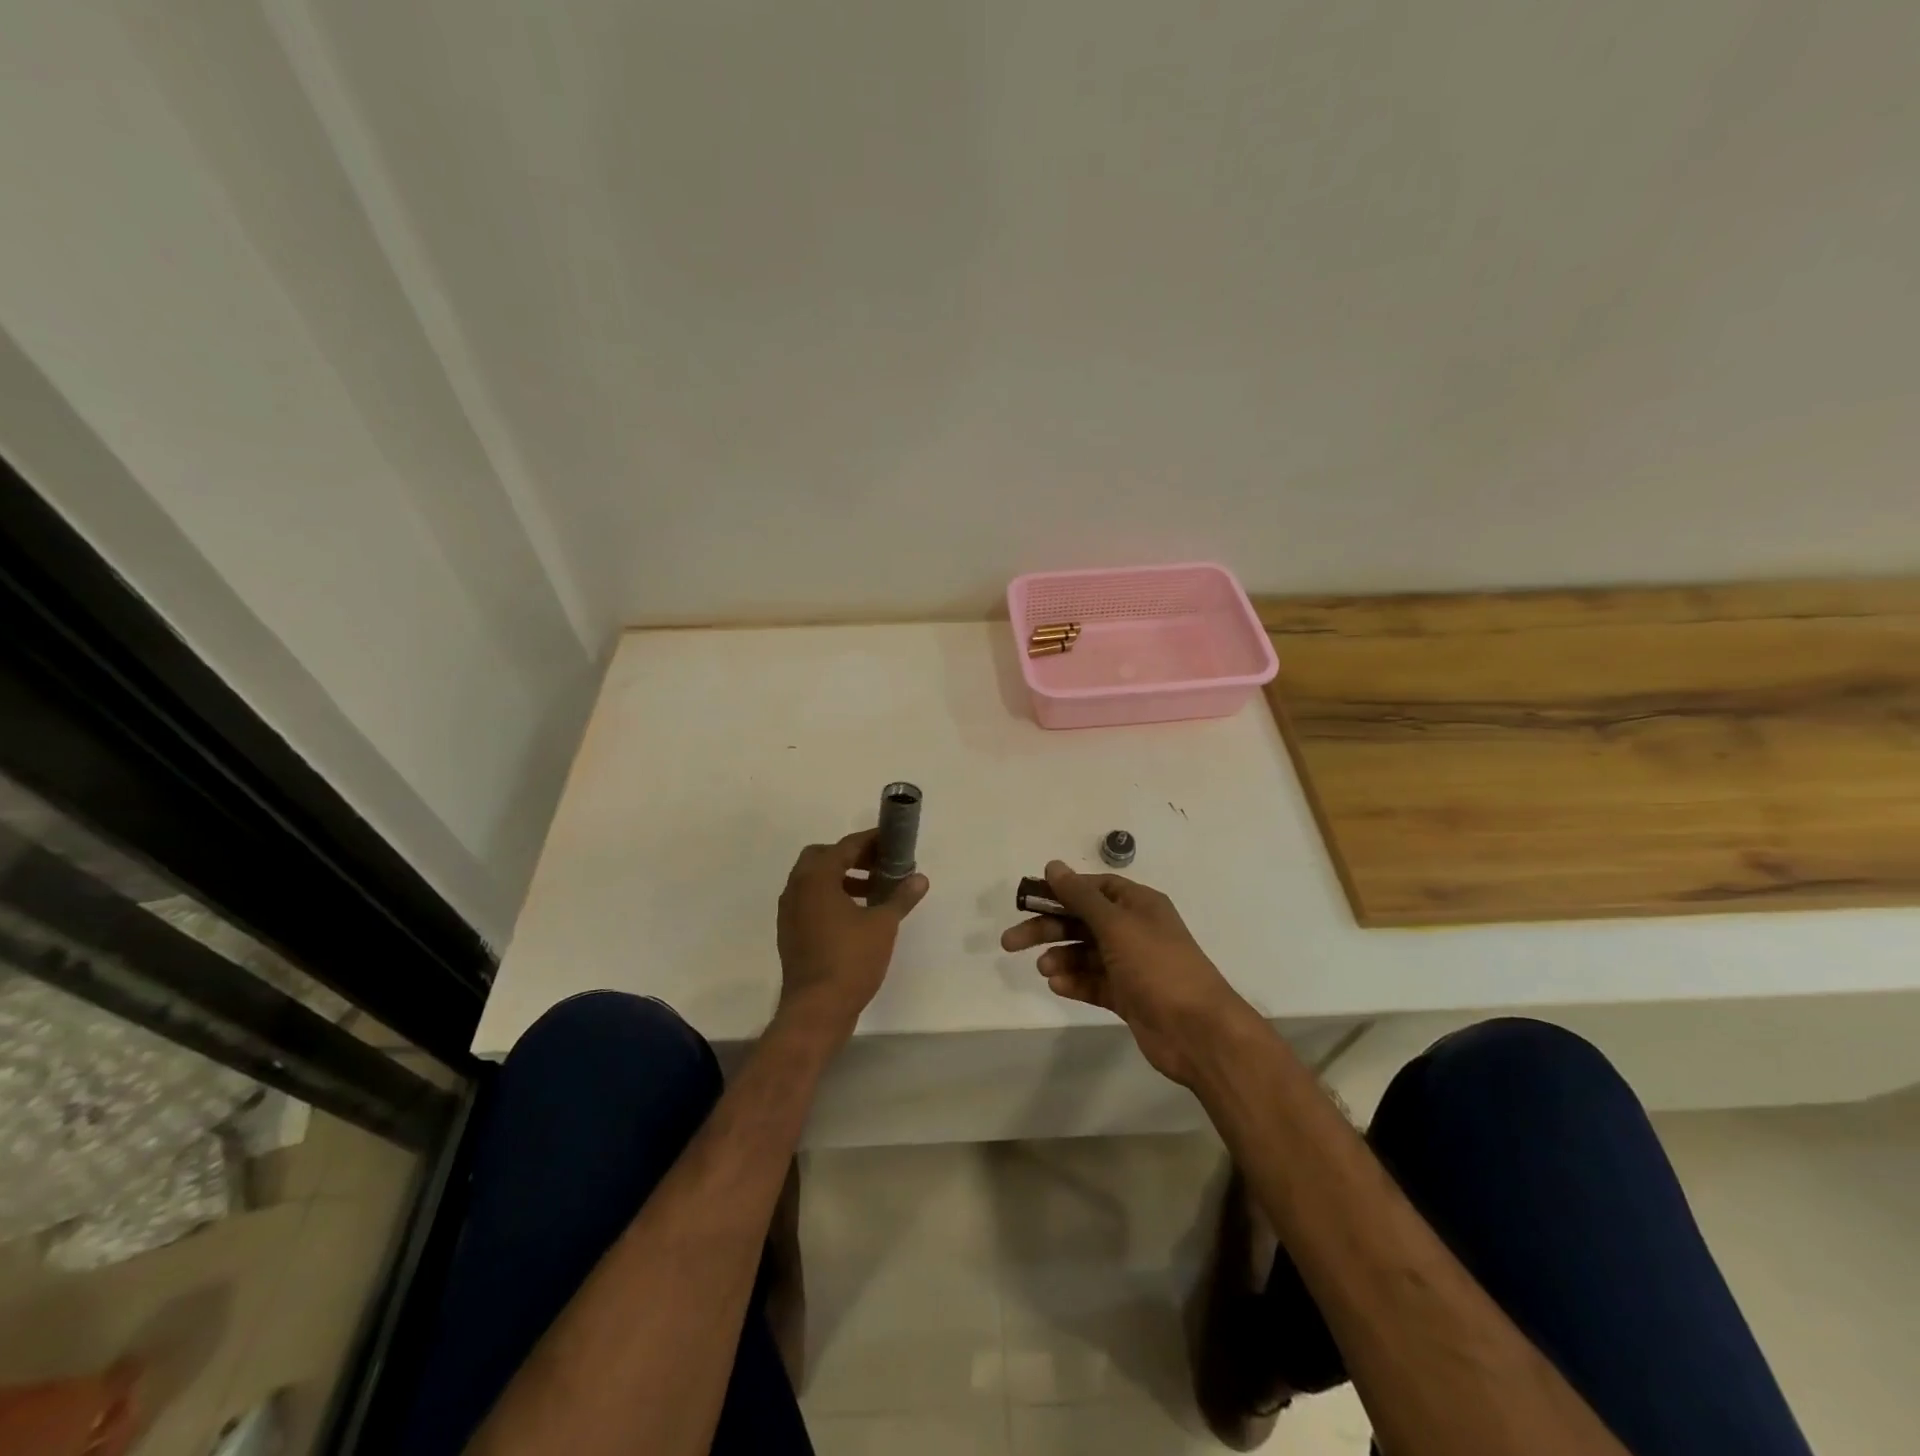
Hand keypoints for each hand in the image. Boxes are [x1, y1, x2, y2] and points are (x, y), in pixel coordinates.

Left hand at [776, 829, 928, 1040]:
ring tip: (875, 891)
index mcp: (816, 878)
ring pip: (815, 881)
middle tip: (880, 865)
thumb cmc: (850, 960)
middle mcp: (797, 889)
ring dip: (843, 878)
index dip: (871, 841)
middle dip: (852, 857)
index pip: (845, 846)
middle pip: (823, 857)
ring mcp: (790, 912)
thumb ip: (901, 897)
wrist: (816, 1009)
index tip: (893, 841)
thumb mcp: (883, 925)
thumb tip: (920, 878)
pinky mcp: (791, 933)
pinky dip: (832, 898)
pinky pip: (811, 902)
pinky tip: (857, 916)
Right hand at [1001, 860, 1252, 1085]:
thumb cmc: (1157, 966)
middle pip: (1082, 921)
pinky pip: (1093, 982)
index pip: (1094, 888)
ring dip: (1061, 957)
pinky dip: (1074, 981)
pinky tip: (1057, 984)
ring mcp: (1131, 965)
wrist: (1197, 1031)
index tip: (1030, 901)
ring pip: (1085, 953)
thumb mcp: (1116, 924)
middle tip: (1011, 941)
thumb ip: (1080, 896)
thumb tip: (1053, 865)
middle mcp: (1135, 930)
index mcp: (1138, 904)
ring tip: (1044, 968)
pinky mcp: (1127, 996)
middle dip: (1048, 928)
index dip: (1062, 891)